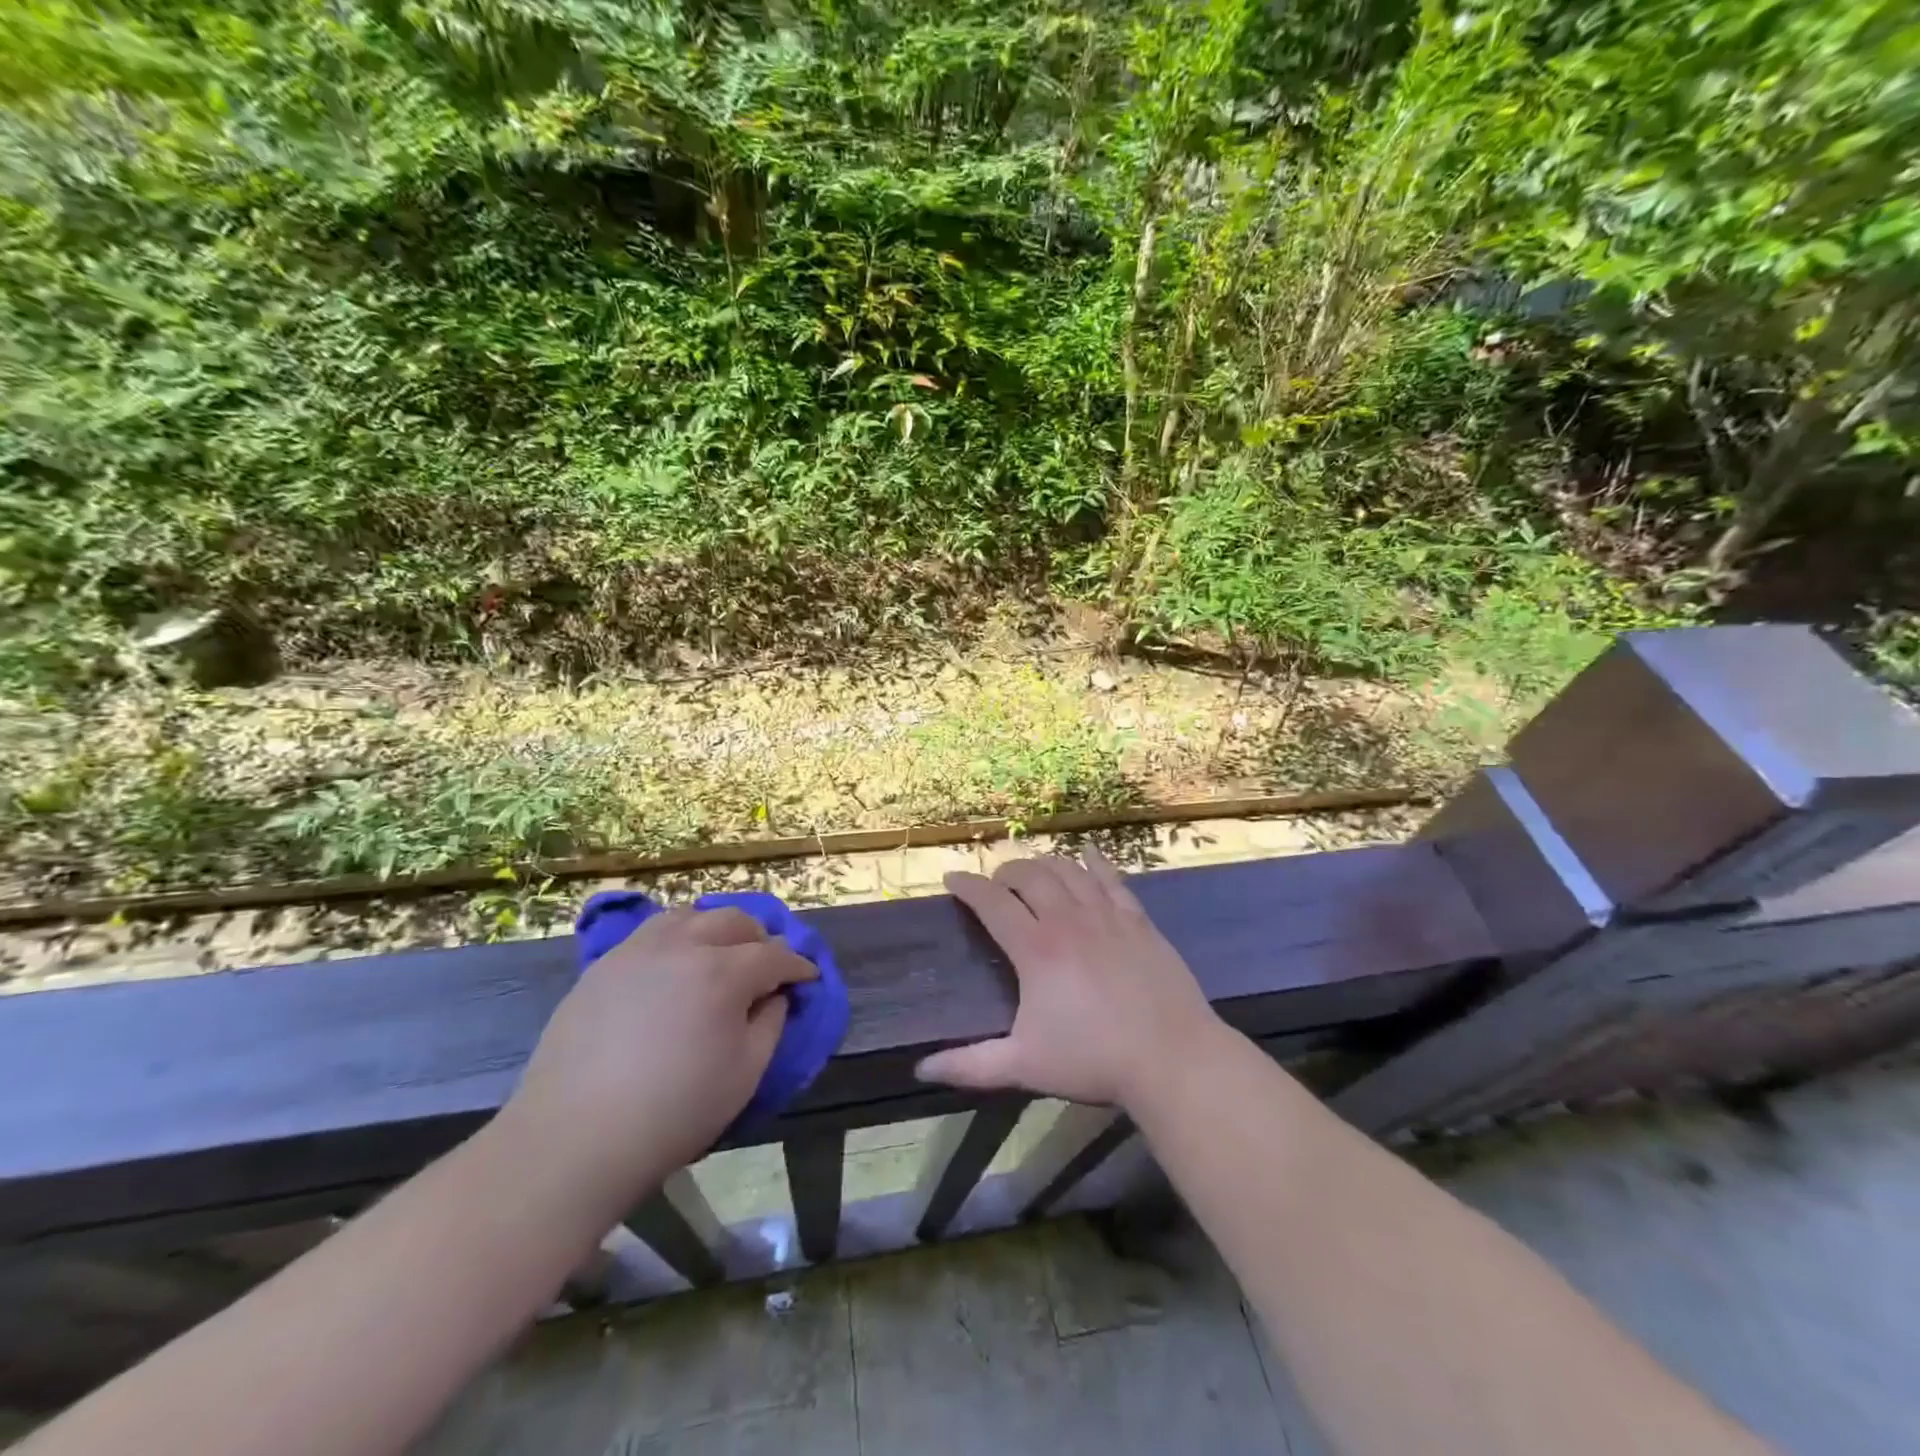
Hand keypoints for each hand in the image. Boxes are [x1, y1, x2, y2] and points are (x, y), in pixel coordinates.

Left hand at [498, 907, 816, 1218]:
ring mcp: (638, 951)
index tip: (807, 979)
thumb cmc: (673, 1112)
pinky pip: (651, 933)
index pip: (775, 955)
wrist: (573, 1139)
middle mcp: (683, 946)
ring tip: (720, 956)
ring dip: (716, 929)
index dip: (798, 966)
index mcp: (723, 971)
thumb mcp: (745, 1074)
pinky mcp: (604, 966)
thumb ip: (770, 1024)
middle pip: (734, 921)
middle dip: (760, 939)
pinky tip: (675, 966)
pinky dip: (676, 937)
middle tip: (767, 966)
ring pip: (690, 916)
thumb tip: (774, 996)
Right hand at [916, 847, 1225, 1109]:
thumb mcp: (1024, 1066)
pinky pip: (1111, 879)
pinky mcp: (1138, 920)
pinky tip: (1087, 855)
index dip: (968, 886)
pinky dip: (1094, 862)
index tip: (951, 880)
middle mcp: (1068, 920)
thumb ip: (970, 1065)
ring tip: (1033, 873)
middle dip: (1005, 872)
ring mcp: (1107, 915)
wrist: (1171, 1057)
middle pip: (1030, 875)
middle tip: (996, 884)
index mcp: (1036, 949)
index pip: (992, 902)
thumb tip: (922, 1070)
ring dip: (1043, 864)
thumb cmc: (1093, 1060)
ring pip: (1068, 870)